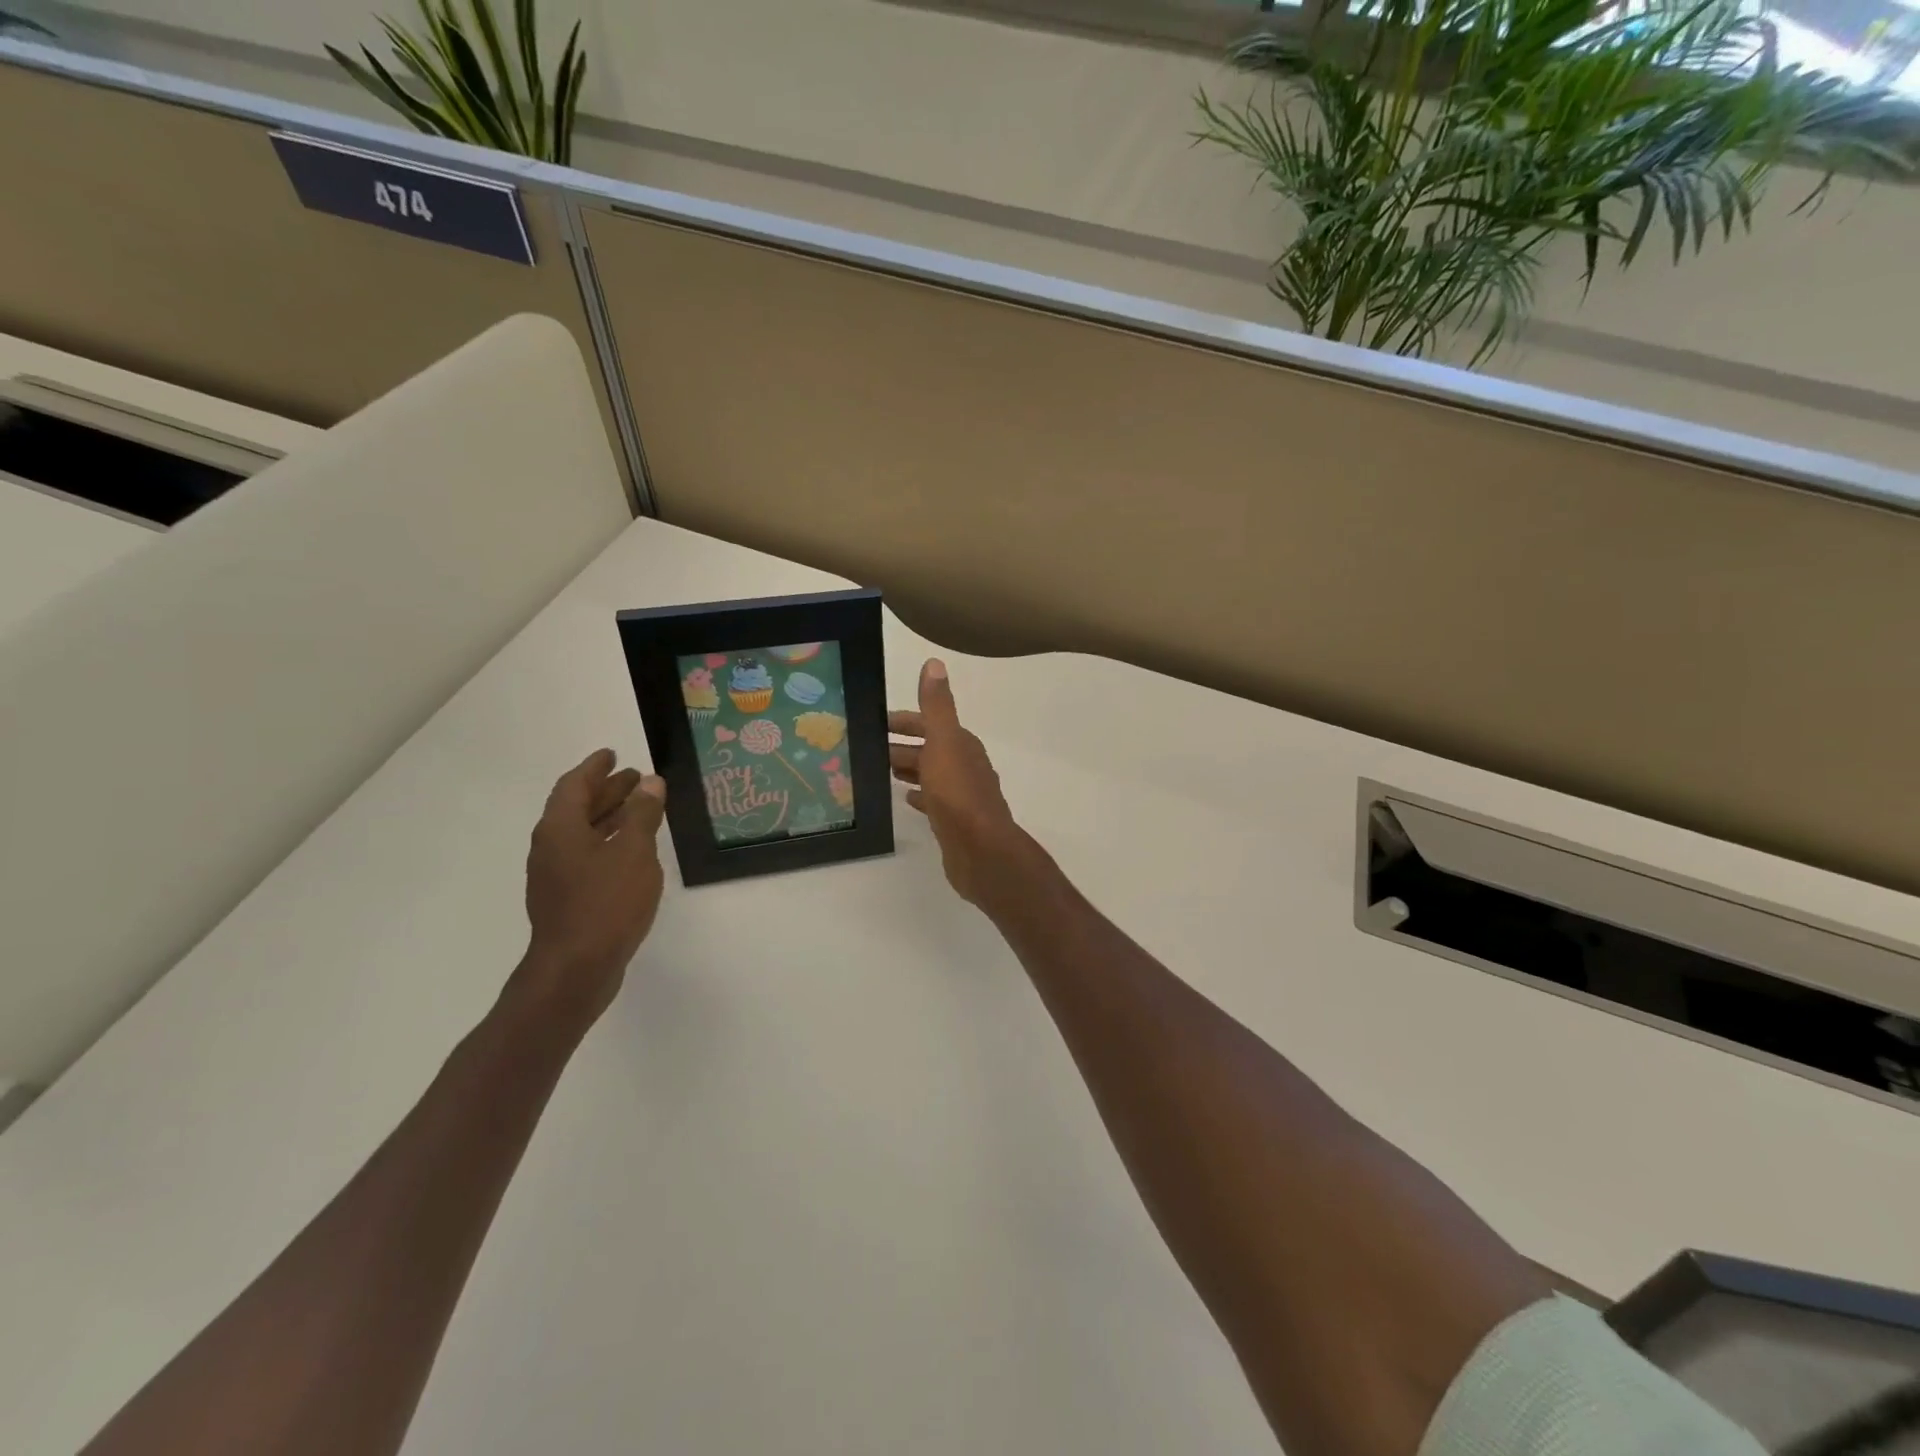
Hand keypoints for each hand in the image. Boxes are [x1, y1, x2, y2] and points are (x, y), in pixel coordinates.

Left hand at [513, 749, 667, 1028]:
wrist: (576, 969)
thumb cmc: (606, 903)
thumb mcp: (634, 852)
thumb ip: (642, 814)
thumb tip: (650, 782)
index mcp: (560, 829)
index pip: (574, 785)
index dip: (594, 768)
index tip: (612, 753)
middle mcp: (551, 847)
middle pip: (576, 808)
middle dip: (606, 791)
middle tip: (635, 778)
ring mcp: (555, 876)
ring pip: (582, 834)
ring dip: (609, 817)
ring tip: (640, 809)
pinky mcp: (566, 899)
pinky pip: (587, 856)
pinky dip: (608, 843)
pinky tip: (632, 852)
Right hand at [889, 659, 1026, 906]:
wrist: (980, 850)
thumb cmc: (958, 793)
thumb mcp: (943, 742)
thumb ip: (937, 706)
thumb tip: (934, 663)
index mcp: (961, 744)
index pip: (929, 723)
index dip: (904, 721)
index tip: (875, 723)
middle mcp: (964, 765)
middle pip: (928, 748)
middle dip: (901, 745)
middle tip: (867, 749)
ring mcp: (961, 795)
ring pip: (930, 774)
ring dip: (908, 768)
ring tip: (879, 771)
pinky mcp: (955, 821)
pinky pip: (933, 801)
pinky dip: (918, 795)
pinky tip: (904, 799)